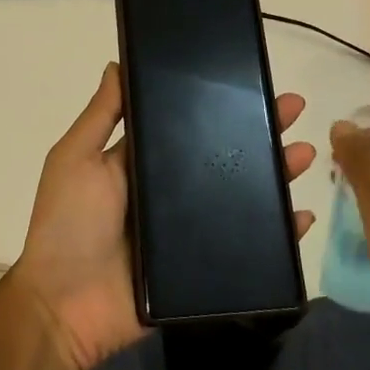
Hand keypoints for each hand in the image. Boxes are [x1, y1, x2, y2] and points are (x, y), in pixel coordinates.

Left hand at [12, 63, 316, 369]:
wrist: (65, 308)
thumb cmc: (68, 223)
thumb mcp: (76, 157)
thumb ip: (101, 114)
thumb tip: (118, 61)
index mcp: (144, 161)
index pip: (190, 124)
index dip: (219, 103)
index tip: (249, 80)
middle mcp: (172, 190)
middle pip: (225, 155)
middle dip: (260, 130)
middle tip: (293, 108)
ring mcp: (191, 230)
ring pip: (244, 195)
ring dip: (276, 174)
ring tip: (304, 153)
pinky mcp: (205, 267)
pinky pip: (249, 246)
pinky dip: (278, 234)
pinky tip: (302, 216)